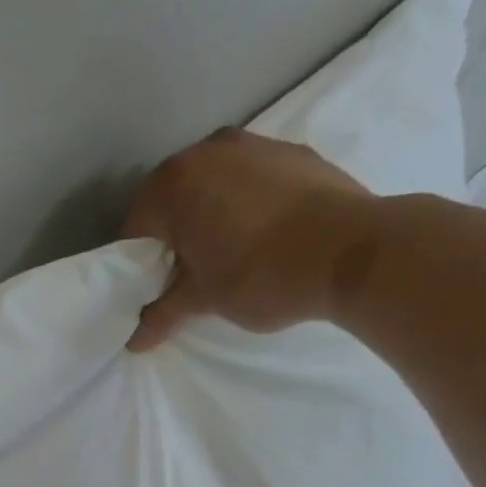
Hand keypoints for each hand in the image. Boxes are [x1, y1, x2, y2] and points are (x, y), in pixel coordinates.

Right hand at [122, 129, 378, 350]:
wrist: (352, 250)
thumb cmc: (260, 275)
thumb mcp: (203, 300)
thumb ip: (163, 314)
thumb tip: (134, 342)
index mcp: (173, 185)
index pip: (136, 228)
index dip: (139, 265)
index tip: (156, 289)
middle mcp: (206, 151)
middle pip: (172, 199)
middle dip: (174, 235)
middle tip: (190, 275)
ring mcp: (252, 144)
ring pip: (213, 184)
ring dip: (211, 215)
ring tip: (231, 254)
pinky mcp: (292, 151)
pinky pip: (252, 179)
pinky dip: (247, 203)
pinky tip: (266, 235)